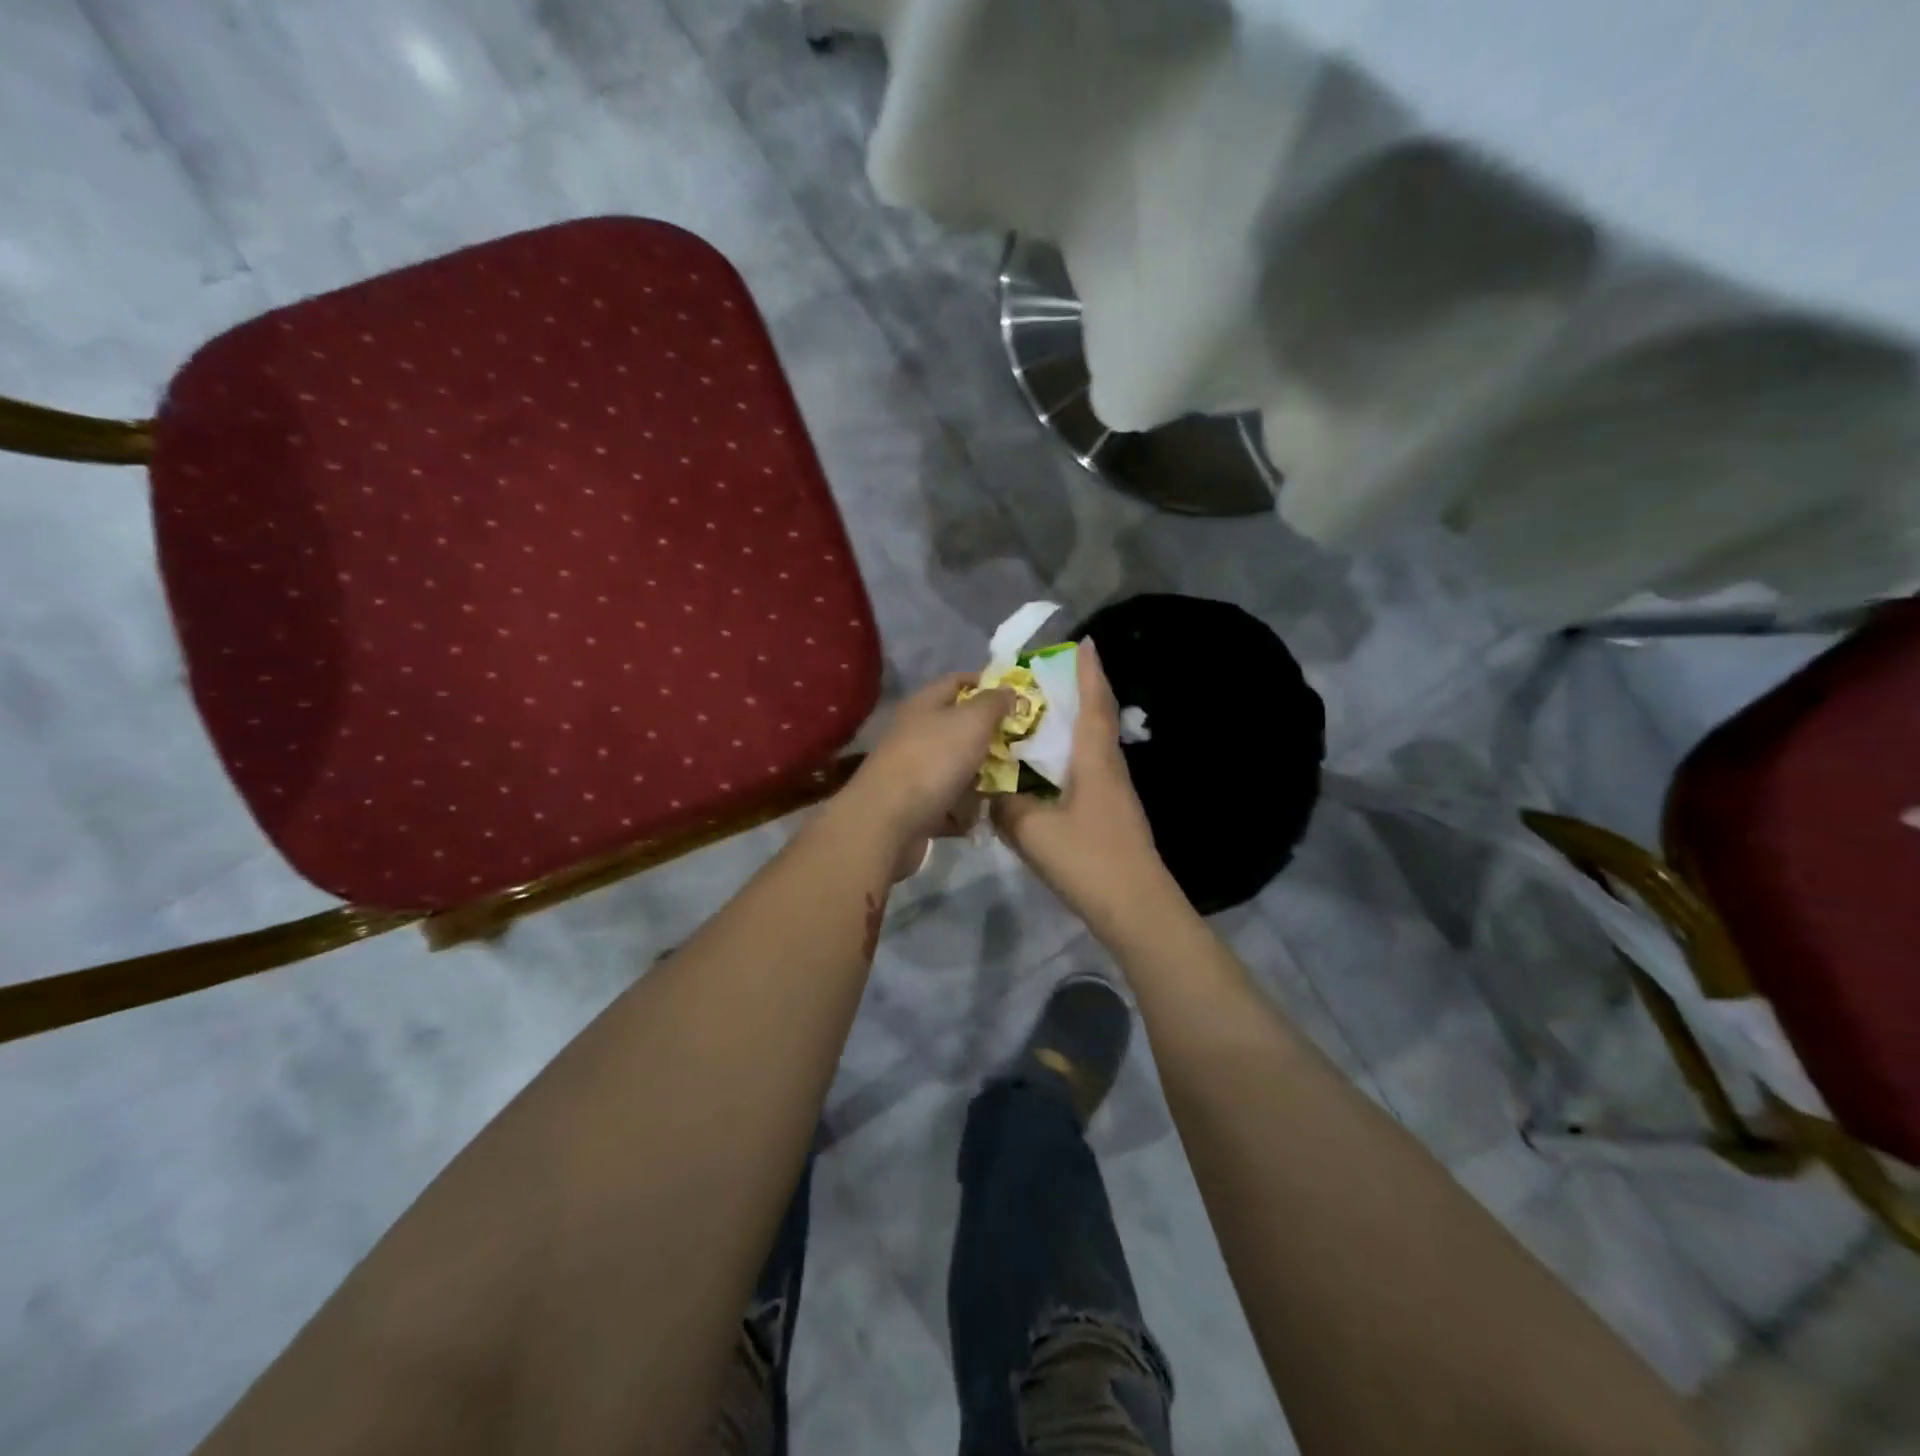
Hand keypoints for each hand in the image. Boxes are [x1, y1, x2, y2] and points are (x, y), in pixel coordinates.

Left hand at [847, 673, 1012, 860]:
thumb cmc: (934, 760)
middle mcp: (916, 734)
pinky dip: (964, 811)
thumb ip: (993, 703)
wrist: (888, 821)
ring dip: (980, 778)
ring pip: (957, 768)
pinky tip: (981, 816)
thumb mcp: (972, 721)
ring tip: (1008, 786)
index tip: (1017, 698)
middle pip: (959, 729)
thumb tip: (1007, 690)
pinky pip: (949, 803)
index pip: (957, 682)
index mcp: (924, 705)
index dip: (986, 685)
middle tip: (1022, 746)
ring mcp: (914, 772)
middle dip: (990, 738)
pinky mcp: (916, 806)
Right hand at [992, 641, 1176, 936]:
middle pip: (1097, 720)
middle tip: (1049, 677)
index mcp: (1096, 761)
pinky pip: (1088, 773)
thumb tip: (991, 792)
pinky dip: (1068, 759)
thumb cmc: (1089, 860)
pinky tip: (1046, 772)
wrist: (1136, 908)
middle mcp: (1110, 769)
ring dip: (1073, 727)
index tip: (1085, 642)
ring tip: (1040, 719)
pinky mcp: (1112, 816)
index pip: (1093, 704)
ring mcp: (1115, 794)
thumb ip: (1007, 806)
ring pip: (1093, 748)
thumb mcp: (1033, 831)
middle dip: (1080, 693)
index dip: (1089, 672)